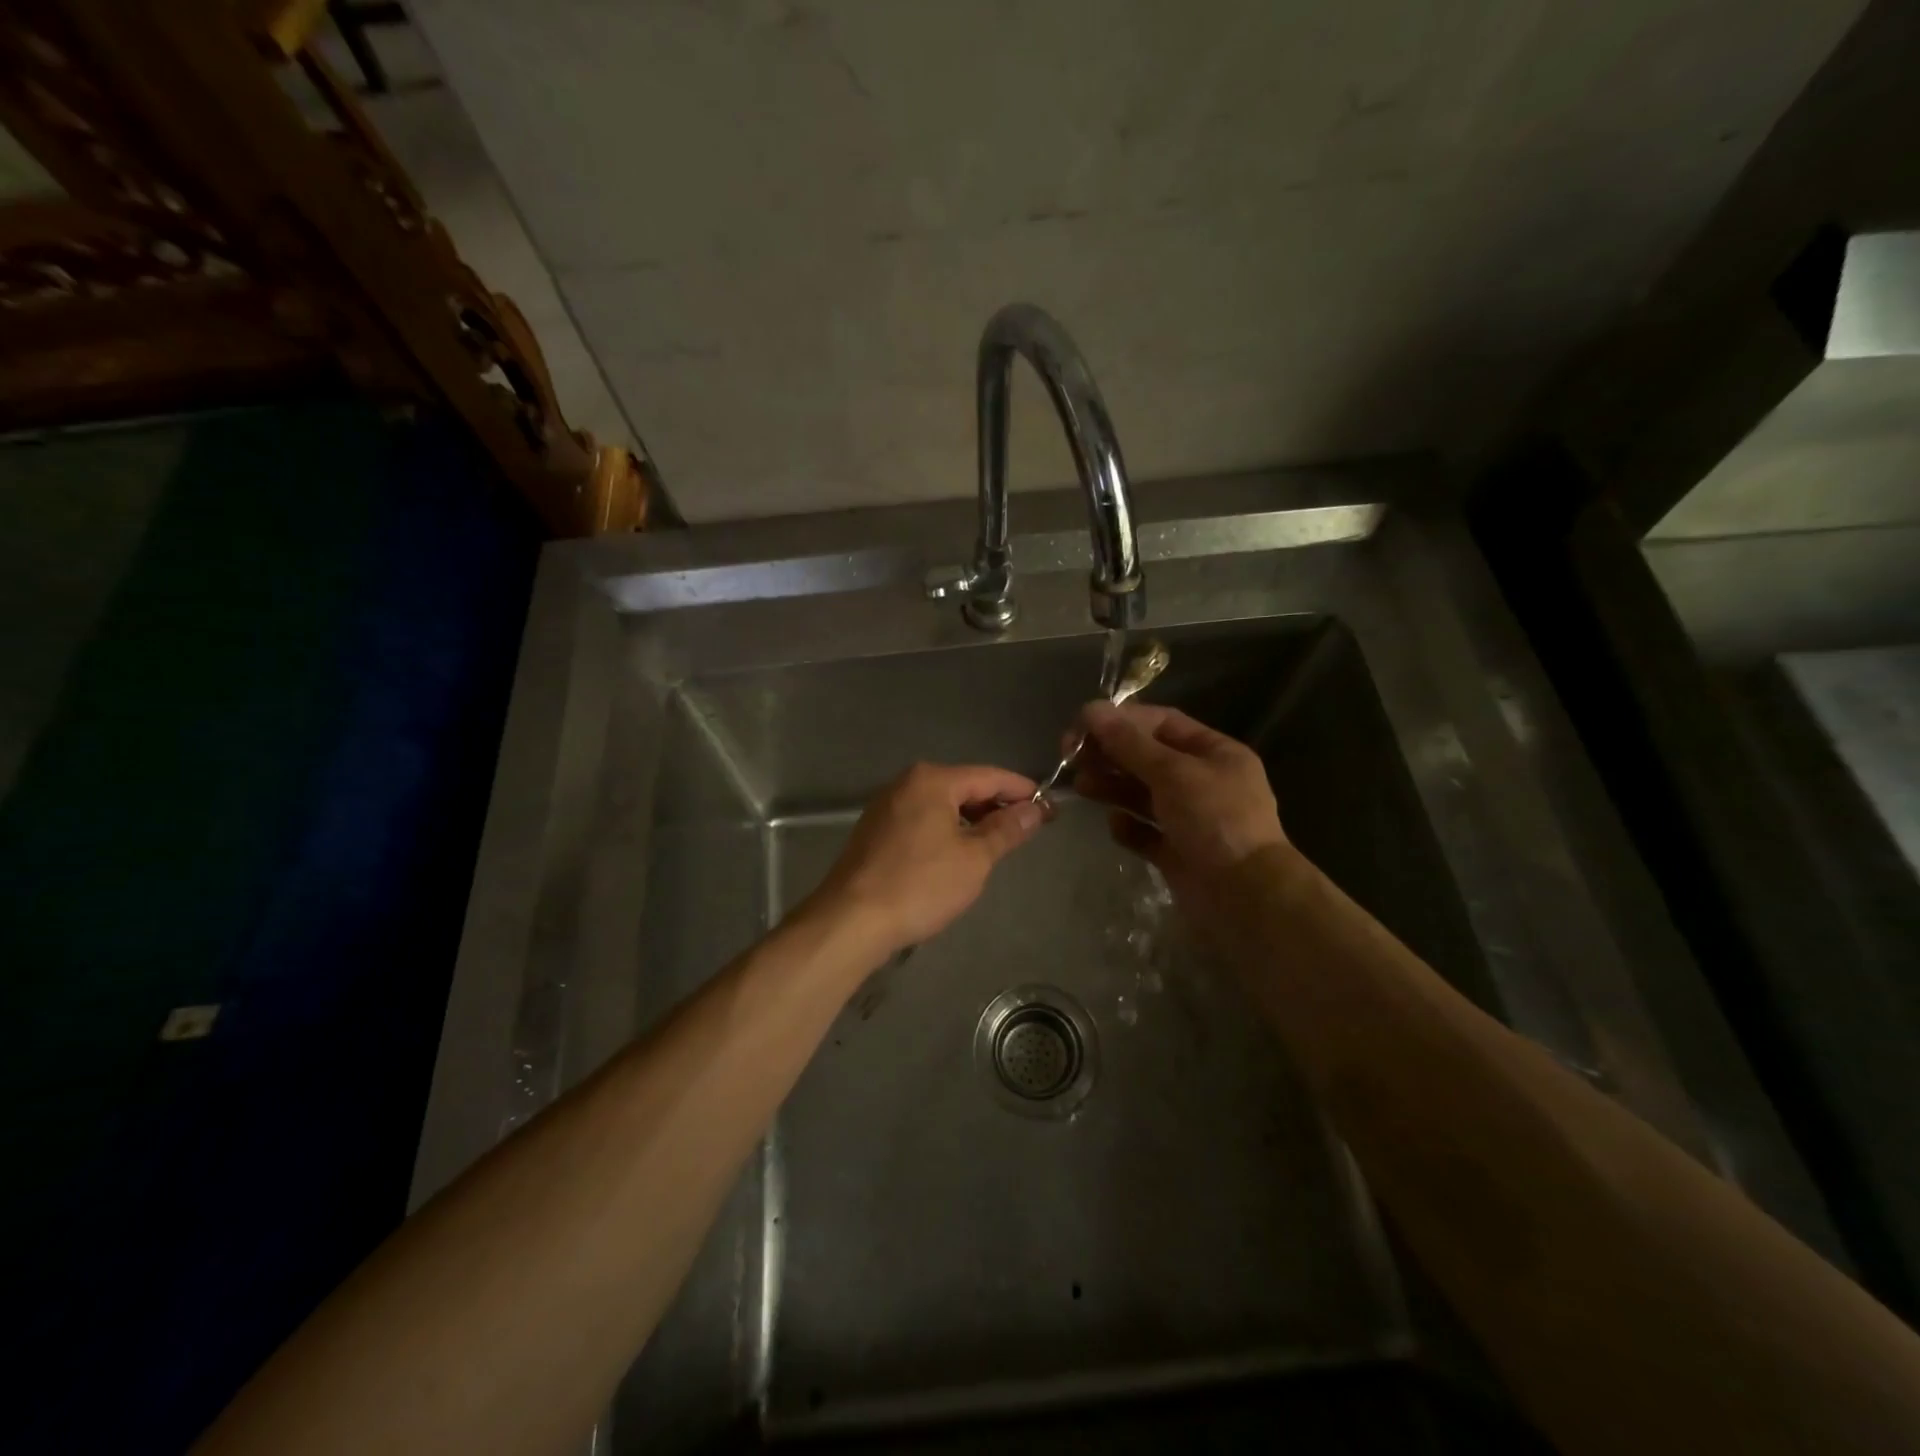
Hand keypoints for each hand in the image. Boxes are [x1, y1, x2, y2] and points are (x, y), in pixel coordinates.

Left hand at [808, 763, 1044, 956]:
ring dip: (971, 820)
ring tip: (997, 842)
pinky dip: (946, 830)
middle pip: (964, 786)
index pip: (990, 776)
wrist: (851, 920)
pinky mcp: (875, 830)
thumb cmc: (920, 885)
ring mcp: (886, 806)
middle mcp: (906, 783)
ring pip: (941, 805)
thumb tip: (1035, 809)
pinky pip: (922, 819)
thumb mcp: (974, 859)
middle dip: (996, 805)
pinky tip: (957, 853)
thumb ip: (1006, 829)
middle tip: (1028, 828)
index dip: (1022, 790)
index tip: (1050, 807)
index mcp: (932, 780)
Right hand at [1072, 701, 1287, 895]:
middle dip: (1111, 754)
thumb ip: (1130, 744)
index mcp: (1215, 753)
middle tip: (1072, 757)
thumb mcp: (1173, 773)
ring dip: (1112, 787)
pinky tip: (1116, 824)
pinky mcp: (1176, 852)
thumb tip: (1092, 710)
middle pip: (1148, 758)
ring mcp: (1190, 819)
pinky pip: (1145, 832)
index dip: (1122, 720)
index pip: (1162, 723)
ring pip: (1142, 794)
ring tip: (1082, 786)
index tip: (1083, 725)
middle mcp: (1203, 782)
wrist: (1244, 896)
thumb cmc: (1215, 820)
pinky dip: (1128, 826)